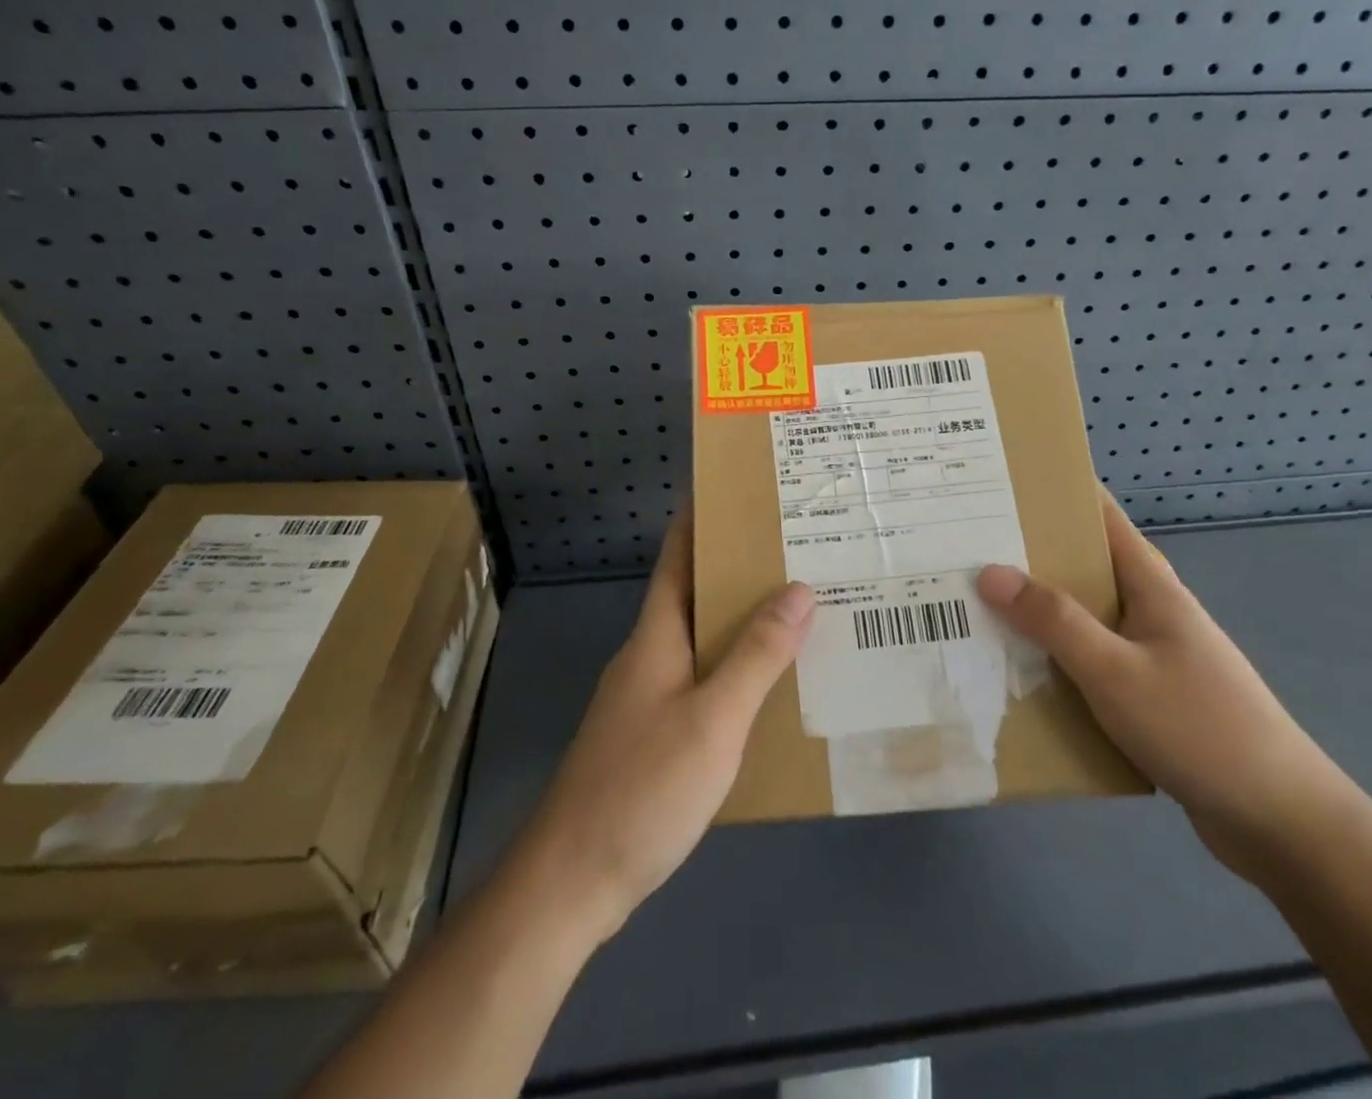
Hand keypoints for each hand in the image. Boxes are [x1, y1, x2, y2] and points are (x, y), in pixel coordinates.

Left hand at [510, 506, 813, 945]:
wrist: (573, 880)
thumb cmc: (643, 787)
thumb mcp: (714, 719)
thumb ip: (757, 655)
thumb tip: (798, 588)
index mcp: (656, 635)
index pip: (677, 557)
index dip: (700, 519)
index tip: (740, 491)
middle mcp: (648, 655)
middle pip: (693, 594)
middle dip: (737, 569)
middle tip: (796, 550)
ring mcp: (645, 697)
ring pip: (699, 639)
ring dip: (739, 621)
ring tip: (796, 609)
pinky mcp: (651, 735)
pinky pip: (699, 680)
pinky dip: (733, 668)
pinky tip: (767, 686)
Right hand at [977, 487, 1350, 880]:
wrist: (1280, 822)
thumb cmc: (1200, 728)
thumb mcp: (1115, 671)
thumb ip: (1053, 621)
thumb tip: (989, 571)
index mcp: (1150, 584)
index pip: (1099, 514)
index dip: (1055, 490)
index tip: (1001, 480)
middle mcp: (1149, 608)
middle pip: (1082, 564)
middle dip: (1028, 552)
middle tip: (965, 544)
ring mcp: (1150, 652)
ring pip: (1082, 616)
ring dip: (1036, 609)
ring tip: (974, 601)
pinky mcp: (1147, 693)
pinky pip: (1089, 660)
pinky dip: (1054, 655)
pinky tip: (1015, 668)